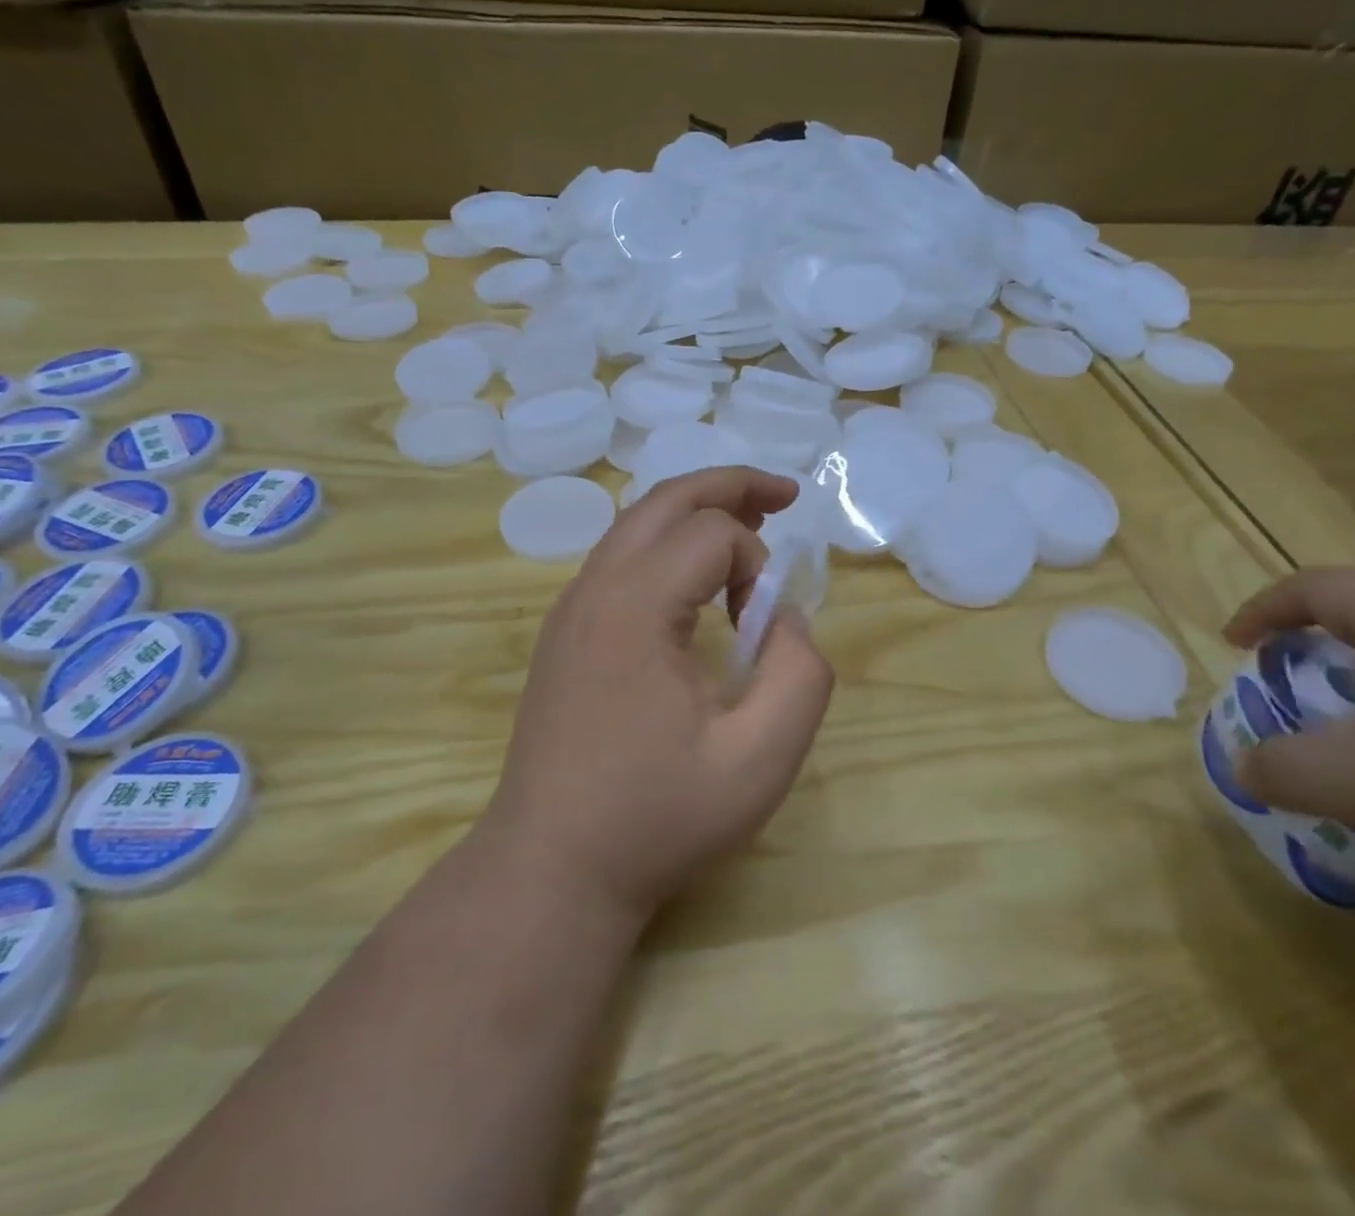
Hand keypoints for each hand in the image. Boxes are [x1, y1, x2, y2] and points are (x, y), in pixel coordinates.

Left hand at [483, 467, 835, 924]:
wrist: (553, 868)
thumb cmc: (657, 817)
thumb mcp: (760, 759)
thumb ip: (801, 674)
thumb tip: (784, 617)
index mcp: (634, 605)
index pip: (712, 534)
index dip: (758, 564)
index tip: (765, 626)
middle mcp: (594, 587)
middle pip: (666, 500)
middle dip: (731, 486)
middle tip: (784, 495)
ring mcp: (570, 607)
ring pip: (637, 522)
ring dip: (696, 510)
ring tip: (749, 521)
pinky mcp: (564, 630)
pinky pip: (619, 556)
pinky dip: (666, 542)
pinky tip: (695, 574)